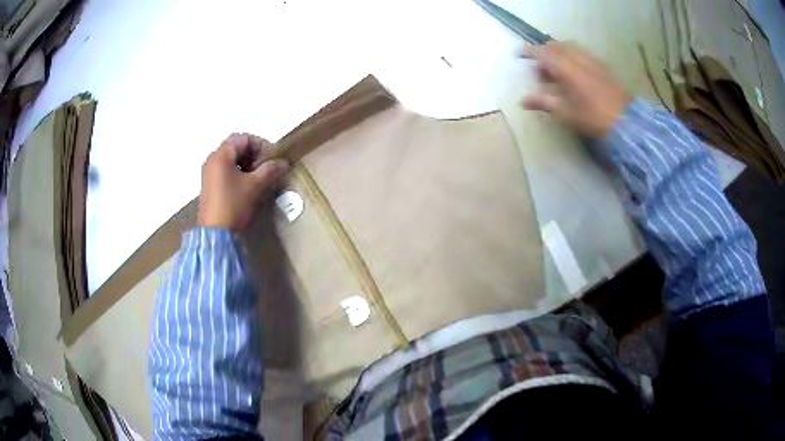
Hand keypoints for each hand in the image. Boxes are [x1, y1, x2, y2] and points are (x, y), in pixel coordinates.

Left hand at [198, 133, 289, 230]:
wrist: (216, 235)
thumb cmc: (234, 204)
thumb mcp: (255, 186)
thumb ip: (270, 170)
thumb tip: (284, 163)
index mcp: (221, 155)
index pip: (244, 138)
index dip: (261, 144)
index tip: (273, 158)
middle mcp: (212, 160)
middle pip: (236, 147)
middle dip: (254, 154)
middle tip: (268, 166)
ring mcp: (209, 174)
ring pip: (232, 160)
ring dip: (248, 164)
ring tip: (260, 177)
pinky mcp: (210, 186)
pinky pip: (226, 171)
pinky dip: (239, 173)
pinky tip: (249, 186)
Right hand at [522, 42, 631, 137]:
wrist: (625, 121)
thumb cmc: (592, 118)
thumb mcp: (565, 113)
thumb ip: (543, 102)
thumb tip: (523, 101)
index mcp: (564, 67)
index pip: (540, 52)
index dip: (528, 52)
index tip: (520, 56)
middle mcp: (576, 57)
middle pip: (554, 46)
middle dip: (544, 54)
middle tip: (543, 73)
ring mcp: (590, 59)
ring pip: (568, 47)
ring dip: (559, 53)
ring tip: (559, 72)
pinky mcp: (601, 65)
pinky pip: (581, 52)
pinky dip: (572, 56)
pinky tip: (576, 73)